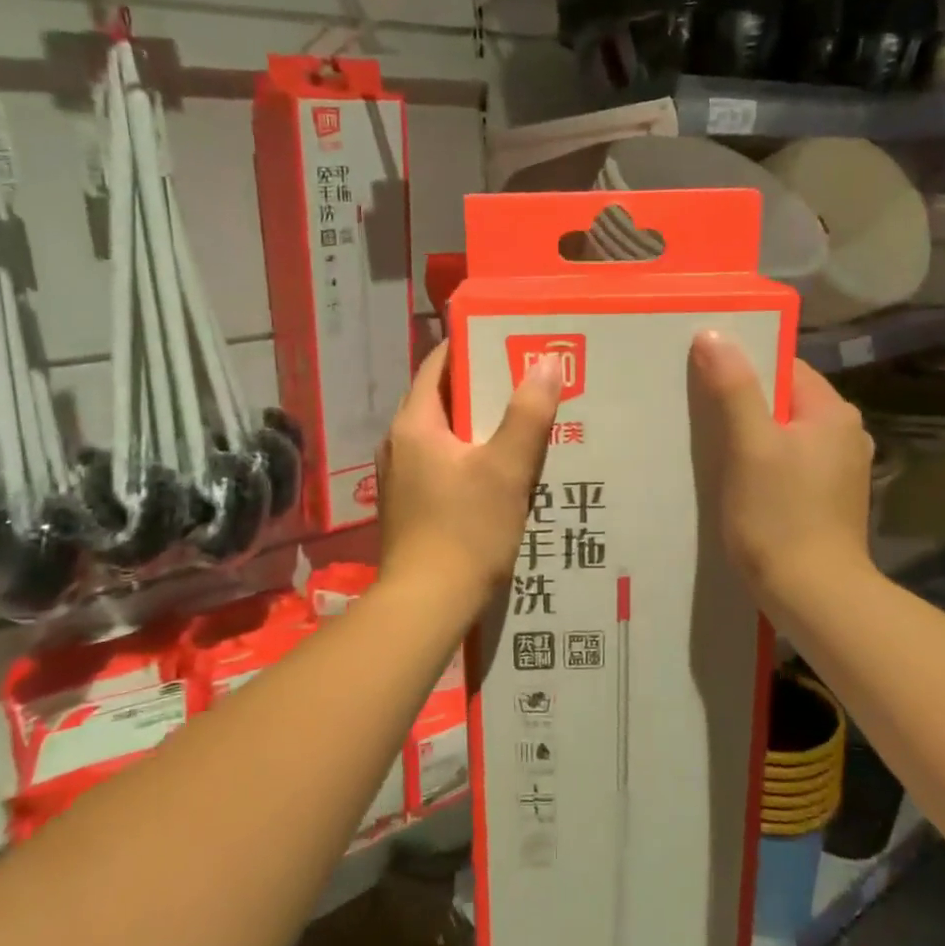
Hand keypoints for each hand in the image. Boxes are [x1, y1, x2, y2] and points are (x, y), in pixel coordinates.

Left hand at [375, 341, 561, 619]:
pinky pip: (442, 463)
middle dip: (484, 387)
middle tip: (528, 381)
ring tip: (522, 422)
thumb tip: (545, 362)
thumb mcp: (507, 469)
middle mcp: (399, 443)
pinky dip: (469, 456)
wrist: (426, 605)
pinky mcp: (409, 504)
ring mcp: (400, 476)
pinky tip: (500, 471)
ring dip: (479, 425)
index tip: (511, 339)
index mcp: (414, 424)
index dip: (473, 345)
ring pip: (444, 434)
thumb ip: (528, 414)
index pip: (438, 363)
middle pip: (443, 398)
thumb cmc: (466, 530)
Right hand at [688, 332, 876, 606]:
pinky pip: (789, 462)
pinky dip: (763, 462)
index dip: (742, 365)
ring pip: (784, 433)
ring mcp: (840, 468)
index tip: (700, 374)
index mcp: (833, 411)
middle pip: (783, 399)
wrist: (814, 595)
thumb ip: (733, 388)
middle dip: (742, 402)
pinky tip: (736, 478)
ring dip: (750, 434)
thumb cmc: (779, 515)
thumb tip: (713, 333)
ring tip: (710, 445)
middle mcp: (845, 433)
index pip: (783, 366)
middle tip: (696, 410)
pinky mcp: (829, 498)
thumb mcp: (750, 446)